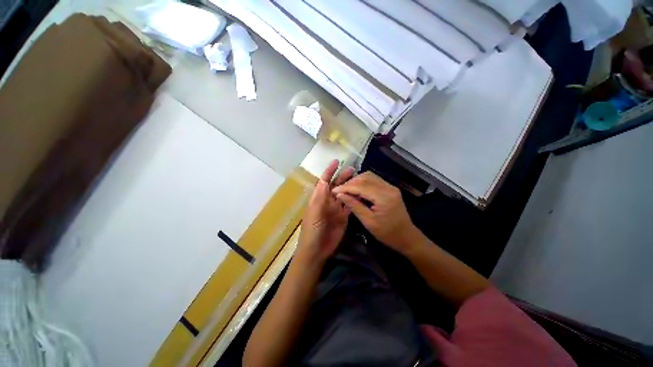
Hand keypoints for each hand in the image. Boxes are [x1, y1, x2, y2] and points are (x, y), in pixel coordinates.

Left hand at [295, 160, 353, 269]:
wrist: (317, 250)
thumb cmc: (312, 231)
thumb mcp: (314, 213)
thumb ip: (319, 198)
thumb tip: (323, 180)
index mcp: (319, 198)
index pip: (324, 181)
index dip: (329, 171)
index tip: (337, 161)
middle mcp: (328, 201)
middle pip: (336, 186)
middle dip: (343, 177)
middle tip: (353, 169)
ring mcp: (336, 209)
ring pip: (344, 194)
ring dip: (350, 186)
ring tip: (359, 179)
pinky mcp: (343, 217)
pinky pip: (350, 205)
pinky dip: (355, 199)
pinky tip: (362, 194)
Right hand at [332, 172, 419, 253]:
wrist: (406, 236)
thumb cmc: (387, 233)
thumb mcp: (368, 222)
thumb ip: (354, 206)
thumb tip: (340, 195)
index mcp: (384, 197)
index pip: (361, 186)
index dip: (346, 187)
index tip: (334, 191)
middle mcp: (388, 187)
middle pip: (365, 177)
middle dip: (350, 183)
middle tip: (340, 191)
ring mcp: (390, 186)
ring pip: (369, 176)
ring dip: (356, 181)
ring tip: (347, 190)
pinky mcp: (390, 188)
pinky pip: (374, 180)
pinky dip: (363, 183)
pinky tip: (357, 190)